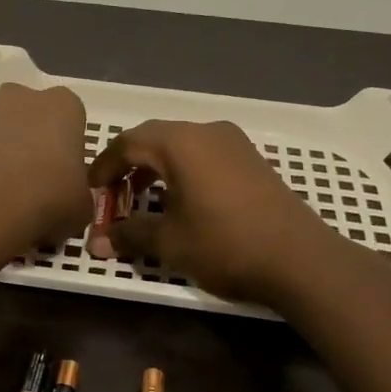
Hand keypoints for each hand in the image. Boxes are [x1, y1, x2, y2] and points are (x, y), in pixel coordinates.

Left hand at [0, 84, 93, 251]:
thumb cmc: (47, 199)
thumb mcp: (82, 208)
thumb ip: (79, 195)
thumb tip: (70, 202)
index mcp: (63, 106)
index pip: (72, 119)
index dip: (69, 148)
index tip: (66, 176)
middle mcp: (21, 98)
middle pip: (32, 117)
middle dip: (34, 143)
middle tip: (37, 183)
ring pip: (0, 133)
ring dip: (3, 156)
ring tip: (7, 197)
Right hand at [89, 120, 344, 304]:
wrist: (299, 259)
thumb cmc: (225, 245)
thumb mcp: (169, 242)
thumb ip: (129, 235)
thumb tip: (96, 242)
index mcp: (181, 143)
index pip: (128, 142)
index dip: (104, 166)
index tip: (91, 190)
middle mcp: (206, 132)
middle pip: (154, 138)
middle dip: (128, 164)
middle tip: (113, 194)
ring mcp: (233, 143)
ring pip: (181, 145)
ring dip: (156, 168)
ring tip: (143, 199)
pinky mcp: (251, 159)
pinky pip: (204, 155)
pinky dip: (182, 171)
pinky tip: (181, 201)